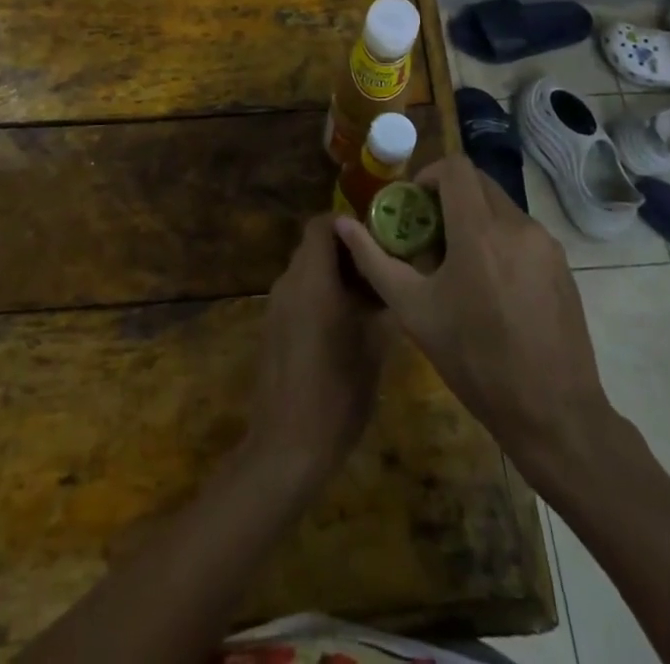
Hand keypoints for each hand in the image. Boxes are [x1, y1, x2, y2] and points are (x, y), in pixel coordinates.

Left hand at [244, 214, 391, 481]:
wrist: (286, 447)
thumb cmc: (338, 393)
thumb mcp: (376, 347)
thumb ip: (384, 303)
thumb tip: (399, 276)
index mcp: (313, 280)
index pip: (321, 224)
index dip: (348, 223)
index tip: (378, 236)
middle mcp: (288, 283)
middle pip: (313, 245)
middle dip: (345, 251)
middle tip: (381, 267)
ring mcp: (275, 306)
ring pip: (305, 270)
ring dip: (332, 274)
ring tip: (368, 297)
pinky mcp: (271, 328)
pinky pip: (296, 294)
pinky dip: (318, 294)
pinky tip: (344, 324)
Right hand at [334, 156, 611, 475]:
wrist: (553, 414)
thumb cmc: (475, 360)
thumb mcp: (414, 311)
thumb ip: (374, 260)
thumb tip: (342, 223)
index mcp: (479, 231)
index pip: (455, 167)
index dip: (429, 174)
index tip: (414, 205)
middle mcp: (516, 225)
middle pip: (478, 183)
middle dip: (450, 197)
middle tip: (430, 234)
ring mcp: (545, 244)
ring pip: (501, 207)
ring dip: (475, 218)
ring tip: (460, 264)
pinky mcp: (562, 264)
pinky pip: (523, 232)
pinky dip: (500, 239)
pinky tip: (492, 285)